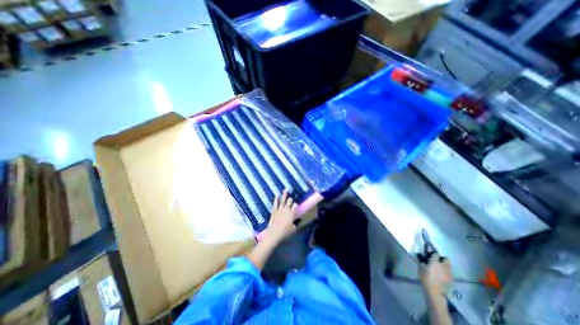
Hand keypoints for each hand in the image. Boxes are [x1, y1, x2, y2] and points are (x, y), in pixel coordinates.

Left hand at [263, 190, 297, 243]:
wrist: (274, 234)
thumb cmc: (285, 232)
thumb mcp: (293, 229)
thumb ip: (296, 223)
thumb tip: (296, 221)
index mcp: (292, 213)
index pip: (295, 205)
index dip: (296, 205)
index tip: (296, 205)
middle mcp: (286, 209)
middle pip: (289, 201)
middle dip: (291, 199)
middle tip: (291, 198)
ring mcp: (280, 209)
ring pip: (283, 200)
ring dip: (284, 195)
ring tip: (286, 189)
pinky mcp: (274, 211)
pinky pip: (275, 204)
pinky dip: (276, 199)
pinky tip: (277, 195)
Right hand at [419, 254, 455, 296]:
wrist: (435, 292)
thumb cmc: (426, 278)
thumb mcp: (421, 268)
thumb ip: (423, 262)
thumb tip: (425, 261)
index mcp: (435, 262)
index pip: (436, 254)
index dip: (433, 254)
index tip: (430, 255)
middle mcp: (443, 266)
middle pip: (446, 259)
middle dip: (443, 259)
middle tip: (437, 261)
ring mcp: (449, 273)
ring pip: (449, 266)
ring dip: (445, 266)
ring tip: (440, 268)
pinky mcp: (451, 280)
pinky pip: (450, 273)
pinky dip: (446, 272)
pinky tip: (442, 275)